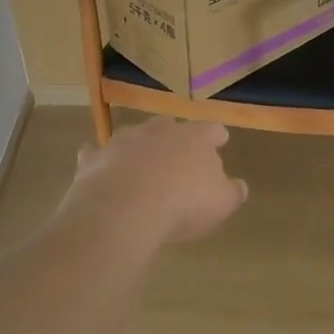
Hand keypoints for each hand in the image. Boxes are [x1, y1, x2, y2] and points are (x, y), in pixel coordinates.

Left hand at [61, 118, 247, 245]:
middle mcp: (158, 131)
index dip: (216, 136)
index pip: (211, 129)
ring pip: (132, 136)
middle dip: (173, 136)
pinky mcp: (95, 159)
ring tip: (140, 163)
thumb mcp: (222, 203)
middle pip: (168, 125)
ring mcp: (123, 141)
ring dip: (138, 147)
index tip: (220, 141)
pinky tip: (101, 169)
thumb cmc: (184, 204)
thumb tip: (238, 185)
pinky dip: (101, 160)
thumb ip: (232, 191)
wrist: (125, 209)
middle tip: (177, 151)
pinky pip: (97, 154)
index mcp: (194, 138)